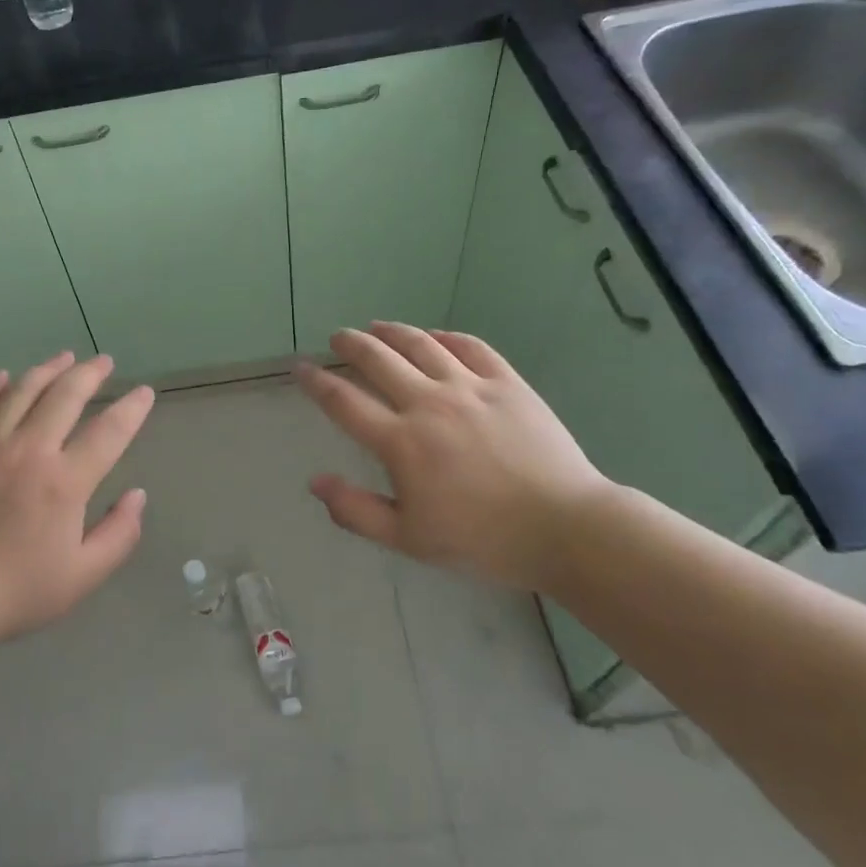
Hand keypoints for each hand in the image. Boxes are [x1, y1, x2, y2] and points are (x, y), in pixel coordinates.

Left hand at [0, 352, 154, 660]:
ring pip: (21, 391)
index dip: (132, 409)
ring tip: (65, 357)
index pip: (109, 432)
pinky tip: (5, 377)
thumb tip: (137, 495)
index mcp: (64, 482)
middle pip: (65, 396)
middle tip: (104, 361)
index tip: (144, 392)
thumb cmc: (15, 591)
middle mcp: (28, 450)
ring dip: (48, 370)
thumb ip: (119, 534)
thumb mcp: (82, 577)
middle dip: (90, 374)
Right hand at [295, 322, 610, 590]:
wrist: (565, 527)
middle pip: (378, 360)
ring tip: (377, 327)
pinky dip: (446, 337)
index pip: (344, 402)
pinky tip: (436, 337)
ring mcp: (471, 388)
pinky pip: (470, 346)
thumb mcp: (408, 539)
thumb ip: (355, 511)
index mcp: (401, 442)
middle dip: (351, 344)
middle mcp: (429, 403)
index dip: (316, 382)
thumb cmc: (482, 539)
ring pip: (421, 344)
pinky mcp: (508, 383)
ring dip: (392, 331)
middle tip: (338, 337)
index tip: (300, 368)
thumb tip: (315, 482)